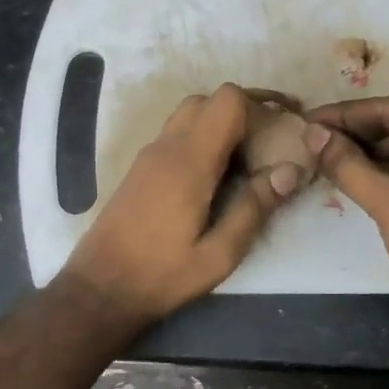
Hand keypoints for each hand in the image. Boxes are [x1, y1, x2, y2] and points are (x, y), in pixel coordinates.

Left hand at [62, 83, 299, 325]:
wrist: (100, 288)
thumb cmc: (162, 275)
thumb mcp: (219, 254)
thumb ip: (253, 209)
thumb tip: (289, 170)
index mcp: (189, 161)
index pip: (227, 100)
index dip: (260, 106)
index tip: (282, 131)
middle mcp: (167, 147)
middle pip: (209, 100)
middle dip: (243, 113)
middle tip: (269, 143)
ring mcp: (149, 155)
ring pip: (190, 114)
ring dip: (221, 125)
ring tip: (247, 160)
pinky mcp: (140, 169)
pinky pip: (176, 134)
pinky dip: (202, 139)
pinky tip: (217, 176)